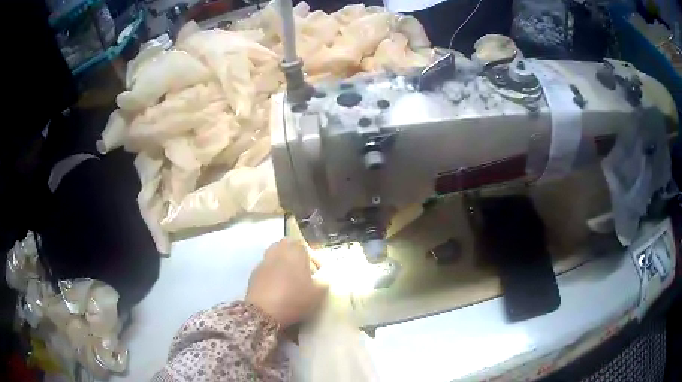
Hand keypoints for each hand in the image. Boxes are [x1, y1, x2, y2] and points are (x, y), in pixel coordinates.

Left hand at [246, 238, 326, 327]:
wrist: (264, 311)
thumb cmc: (295, 298)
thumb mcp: (318, 293)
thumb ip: (323, 281)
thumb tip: (321, 279)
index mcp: (295, 251)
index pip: (305, 246)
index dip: (312, 258)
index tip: (316, 273)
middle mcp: (278, 251)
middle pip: (287, 246)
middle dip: (295, 256)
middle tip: (302, 272)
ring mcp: (264, 261)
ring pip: (275, 255)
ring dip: (282, 263)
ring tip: (288, 280)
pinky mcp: (254, 273)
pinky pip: (266, 268)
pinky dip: (272, 274)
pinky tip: (276, 288)